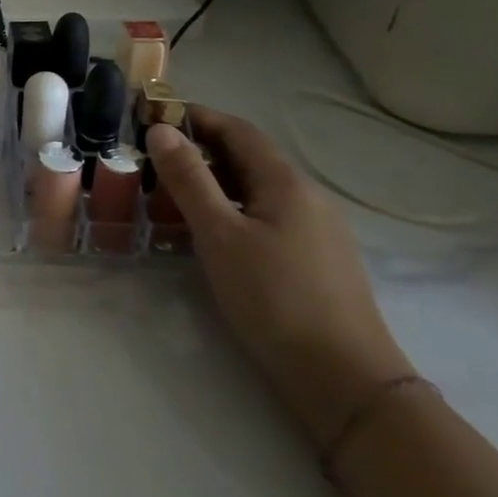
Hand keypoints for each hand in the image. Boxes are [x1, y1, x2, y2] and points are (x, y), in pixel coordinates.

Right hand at [146, 106, 414, 446]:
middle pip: (250, 158)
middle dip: (201, 149)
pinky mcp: (316, 261)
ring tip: (170, 191)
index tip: (153, 116)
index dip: (197, 116)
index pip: (239, 130)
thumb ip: (189, 179)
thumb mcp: (219, 234)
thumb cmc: (274, 298)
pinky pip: (266, 216)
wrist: (345, 381)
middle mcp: (308, 198)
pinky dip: (232, 208)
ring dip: (215, 181)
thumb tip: (162, 129)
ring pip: (257, 189)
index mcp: (287, 183)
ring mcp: (317, 231)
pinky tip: (209, 232)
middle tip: (152, 156)